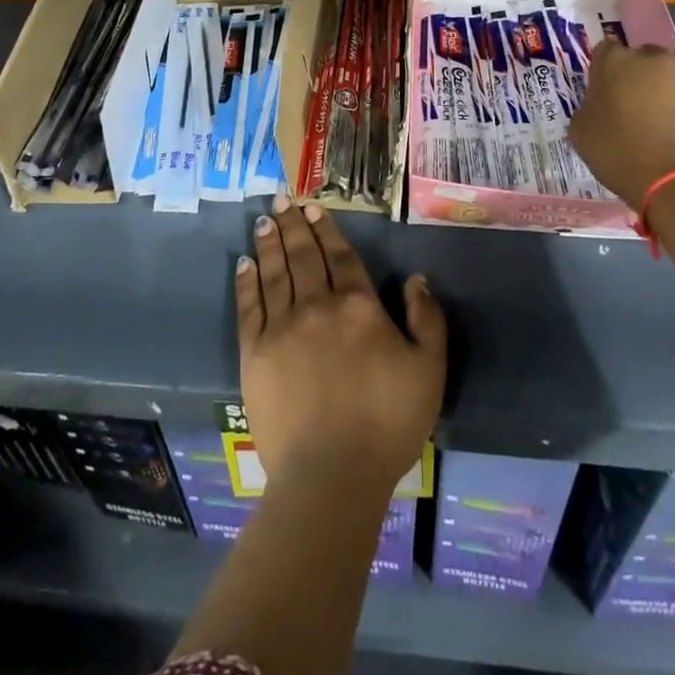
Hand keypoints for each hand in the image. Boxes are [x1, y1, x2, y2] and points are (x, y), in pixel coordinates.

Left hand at [236, 197, 445, 496]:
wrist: (331, 474)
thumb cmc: (387, 423)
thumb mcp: (429, 371)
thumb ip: (427, 319)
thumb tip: (416, 278)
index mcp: (358, 306)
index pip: (340, 256)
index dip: (327, 230)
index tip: (314, 208)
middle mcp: (317, 305)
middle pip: (303, 256)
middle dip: (293, 225)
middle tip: (282, 200)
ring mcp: (282, 327)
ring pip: (275, 272)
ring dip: (269, 243)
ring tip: (263, 220)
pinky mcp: (254, 352)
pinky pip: (249, 306)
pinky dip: (247, 280)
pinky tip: (244, 262)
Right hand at [569, 40, 674, 207]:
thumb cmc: (621, 152)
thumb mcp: (582, 131)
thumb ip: (589, 106)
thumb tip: (600, 104)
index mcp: (617, 62)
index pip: (605, 50)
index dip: (602, 71)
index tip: (601, 93)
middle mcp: (655, 61)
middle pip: (642, 60)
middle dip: (635, 77)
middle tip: (629, 108)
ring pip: (670, 80)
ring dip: (662, 95)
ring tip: (658, 127)